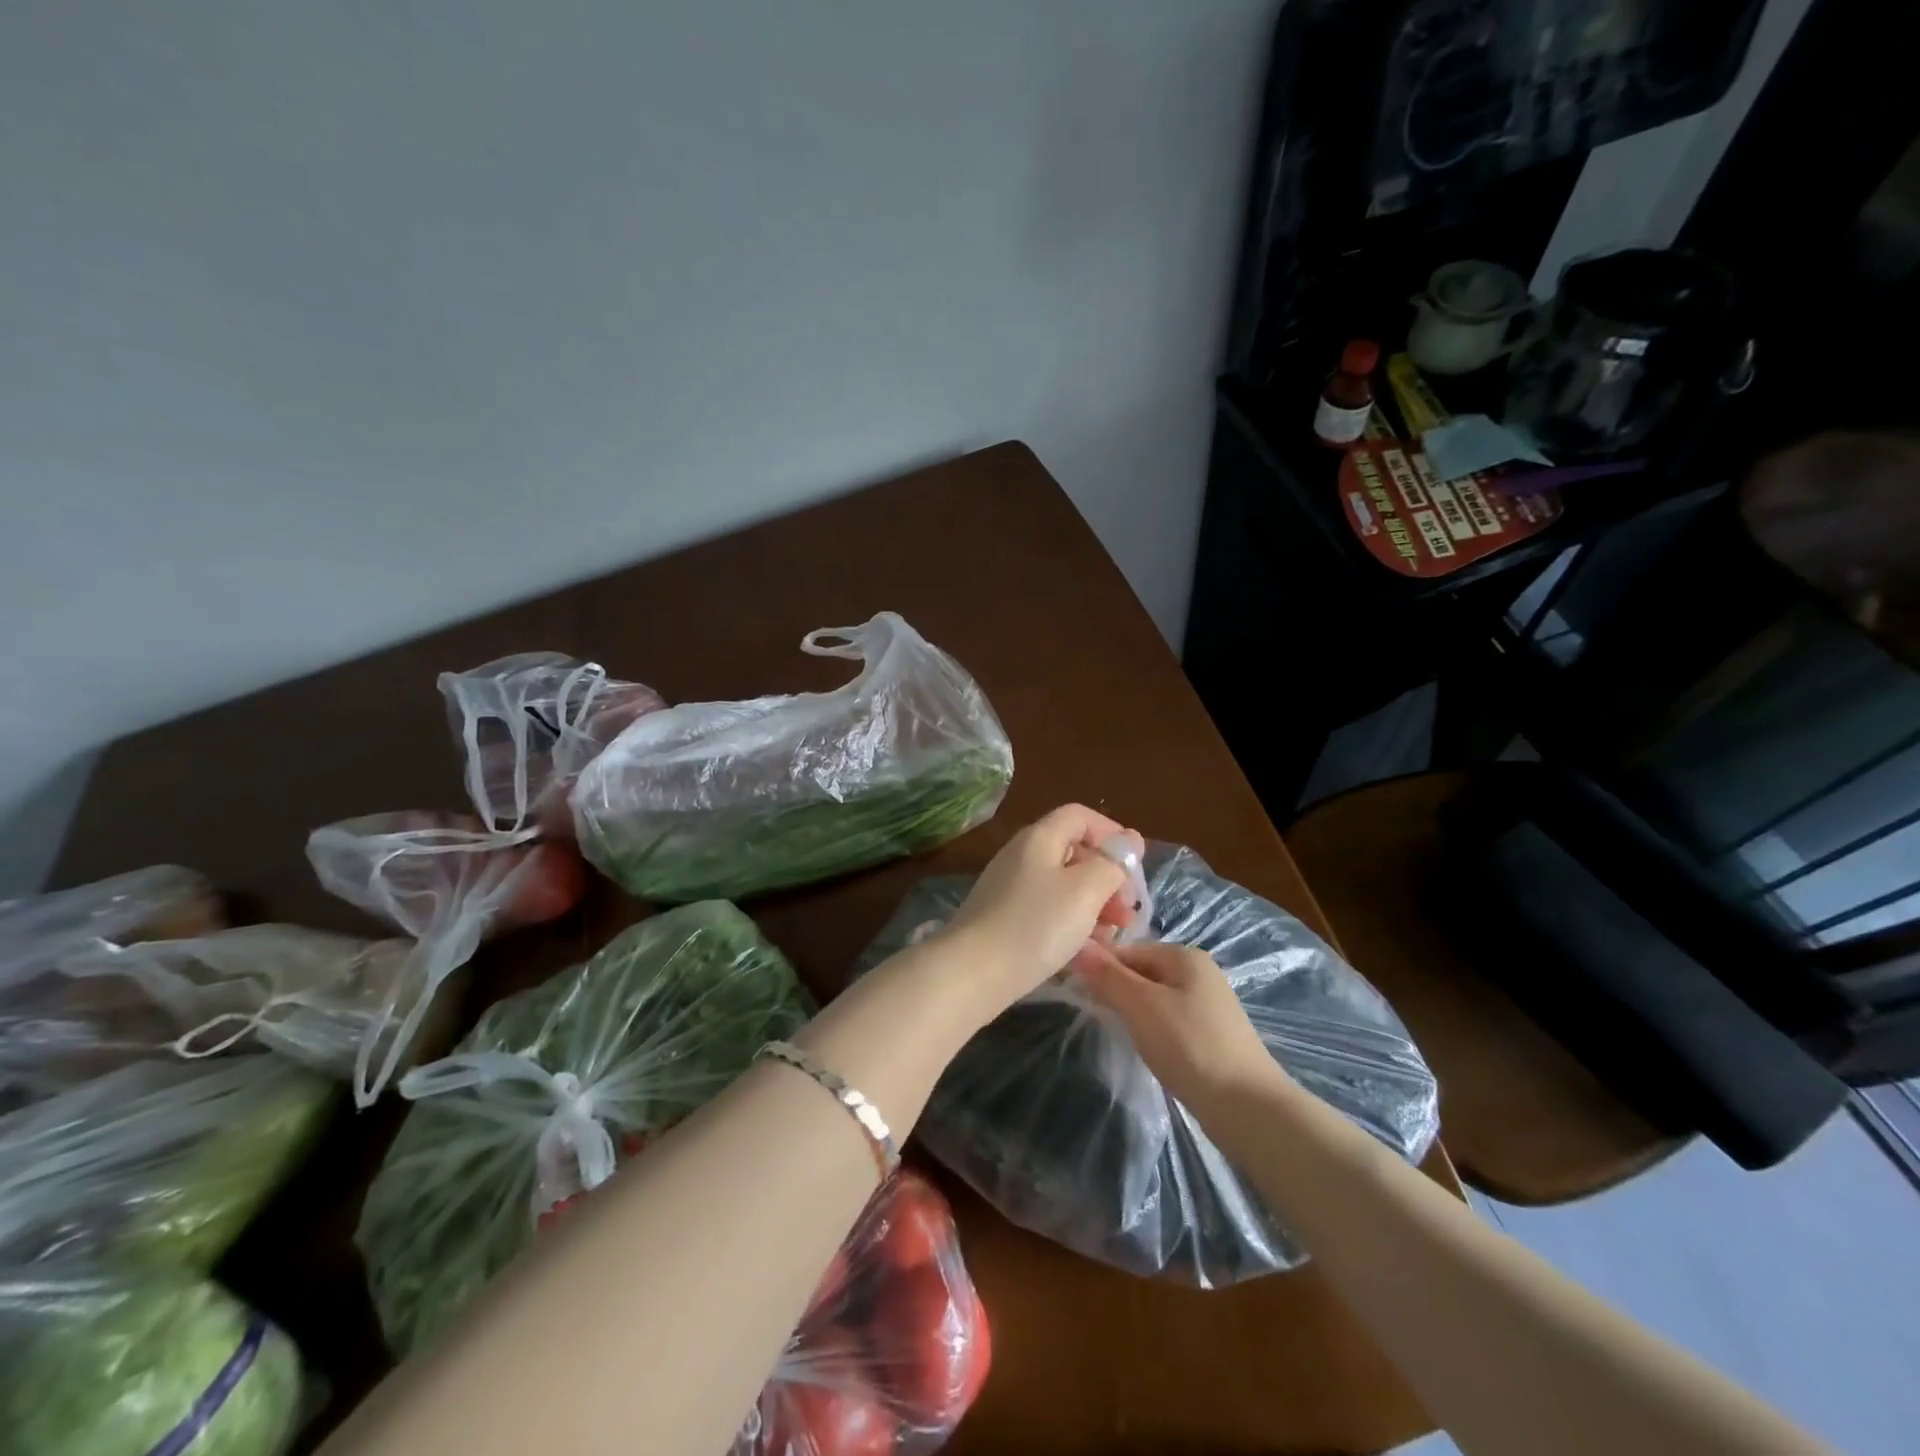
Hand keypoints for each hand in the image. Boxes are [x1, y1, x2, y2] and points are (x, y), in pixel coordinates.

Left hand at [933, 804, 1140, 1015]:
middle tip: (1128, 913)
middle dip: (1108, 877)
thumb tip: (1130, 840)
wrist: (973, 973)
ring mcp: (1009, 887)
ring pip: (1063, 885)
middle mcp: (1022, 855)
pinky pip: (1046, 909)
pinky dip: (1070, 922)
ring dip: (1093, 904)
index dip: (1112, 833)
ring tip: (1112, 935)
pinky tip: (1083, 949)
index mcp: (1040, 838)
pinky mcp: (1003, 918)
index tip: (1134, 867)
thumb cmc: (1036, 925)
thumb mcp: (1086, 890)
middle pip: (1074, 851)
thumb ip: (1113, 863)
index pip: (1080, 816)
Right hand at [1072, 941, 1285, 1112]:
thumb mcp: (1140, 1005)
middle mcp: (1198, 972)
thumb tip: (1078, 947)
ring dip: (1131, 1009)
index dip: (1099, 965)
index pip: (1128, 949)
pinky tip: (1144, 1045)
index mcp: (1184, 955)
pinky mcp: (1210, 1033)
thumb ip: (1108, 975)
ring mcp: (1207, 1003)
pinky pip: (1168, 1018)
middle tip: (1089, 1010)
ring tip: (1113, 1029)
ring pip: (1154, 996)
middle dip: (1115, 987)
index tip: (1074, 987)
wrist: (1247, 1106)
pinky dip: (1151, 1027)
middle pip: (1142, 970)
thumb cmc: (1189, 1045)